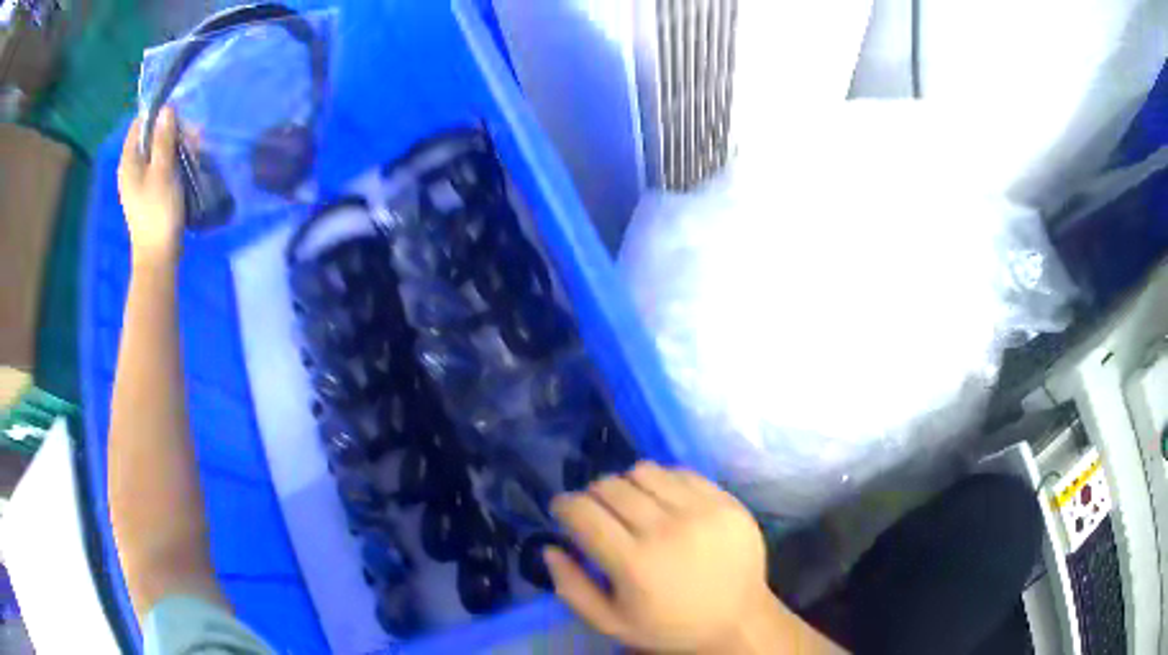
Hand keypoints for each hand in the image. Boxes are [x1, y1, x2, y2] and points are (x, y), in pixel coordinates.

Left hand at [118, 108, 183, 264]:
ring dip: (177, 146)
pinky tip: (188, 164)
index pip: (140, 124)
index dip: (158, 115)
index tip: (179, 118)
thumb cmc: (158, 211)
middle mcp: (131, 168)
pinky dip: (174, 160)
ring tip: (197, 150)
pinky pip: (160, 165)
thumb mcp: (163, 170)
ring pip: (158, 151)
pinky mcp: (149, 191)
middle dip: (172, 131)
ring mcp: (139, 181)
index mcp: (129, 161)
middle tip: (195, 137)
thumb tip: (167, 108)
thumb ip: (164, 138)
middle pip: (151, 136)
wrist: (158, 256)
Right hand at [547, 462, 774, 652]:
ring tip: (632, 505)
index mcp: (634, 563)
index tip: (562, 511)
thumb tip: (550, 548)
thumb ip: (572, 588)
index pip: (583, 512)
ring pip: (643, 471)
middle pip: (610, 487)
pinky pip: (680, 472)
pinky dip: (662, 481)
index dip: (564, 505)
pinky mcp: (725, 500)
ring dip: (626, 484)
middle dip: (592, 495)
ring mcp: (701, 510)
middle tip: (597, 513)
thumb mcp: (611, 623)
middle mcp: (666, 529)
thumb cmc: (669, 626)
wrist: (737, 619)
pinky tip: (664, 502)